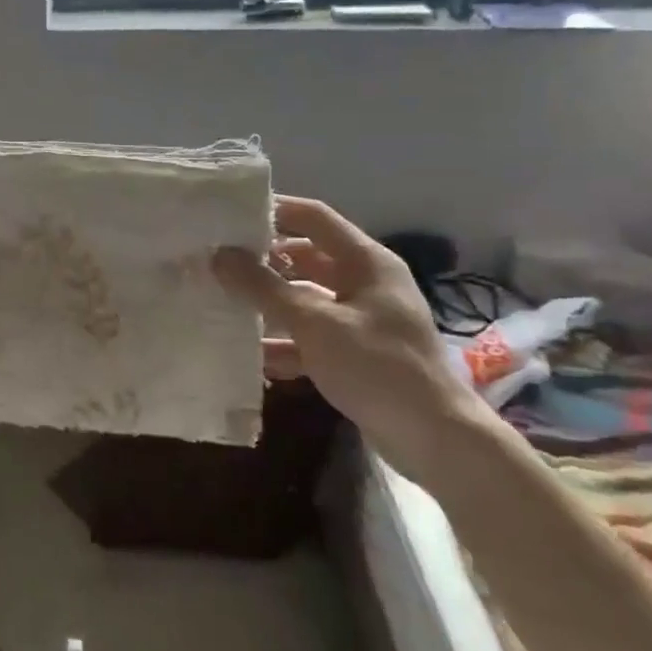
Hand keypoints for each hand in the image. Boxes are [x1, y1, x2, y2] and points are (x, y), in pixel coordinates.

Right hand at [213, 197, 496, 489]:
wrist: (435, 439)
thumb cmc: (377, 366)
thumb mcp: (315, 323)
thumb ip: (264, 288)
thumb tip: (220, 255)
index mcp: (365, 262)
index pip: (313, 217)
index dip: (273, 211)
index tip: (228, 216)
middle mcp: (364, 283)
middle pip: (305, 259)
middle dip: (262, 262)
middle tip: (216, 264)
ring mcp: (361, 320)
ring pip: (304, 299)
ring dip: (268, 305)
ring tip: (223, 306)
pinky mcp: (356, 354)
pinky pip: (311, 337)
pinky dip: (284, 343)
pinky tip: (251, 357)